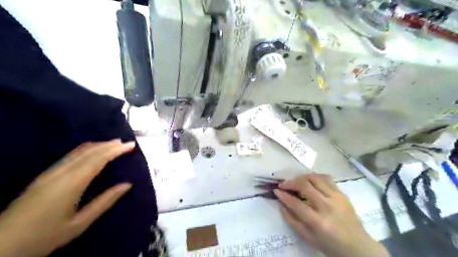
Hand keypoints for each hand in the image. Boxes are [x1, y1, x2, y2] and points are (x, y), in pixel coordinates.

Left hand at [0, 141, 134, 256]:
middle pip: (88, 152)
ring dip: (98, 145)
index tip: (131, 145)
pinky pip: (70, 156)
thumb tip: (127, 185)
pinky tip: (93, 152)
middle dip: (108, 145)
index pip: (98, 159)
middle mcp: (60, 173)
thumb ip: (105, 202)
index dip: (115, 150)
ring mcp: (50, 172)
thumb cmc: (44, 236)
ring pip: (78, 152)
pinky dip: (87, 150)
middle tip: (125, 143)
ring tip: (113, 144)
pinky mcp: (44, 175)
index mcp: (71, 184)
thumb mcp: (80, 223)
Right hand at [275, 173, 389, 256]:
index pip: (296, 203)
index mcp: (318, 222)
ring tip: (296, 182)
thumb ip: (292, 220)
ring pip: (314, 178)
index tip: (276, 191)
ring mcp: (336, 198)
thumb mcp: (307, 237)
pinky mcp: (341, 193)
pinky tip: (310, 180)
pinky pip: (326, 178)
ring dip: (301, 177)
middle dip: (290, 183)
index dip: (283, 195)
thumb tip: (281, 203)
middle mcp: (327, 206)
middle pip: (305, 185)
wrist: (357, 246)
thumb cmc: (330, 244)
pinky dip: (315, 176)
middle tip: (284, 185)